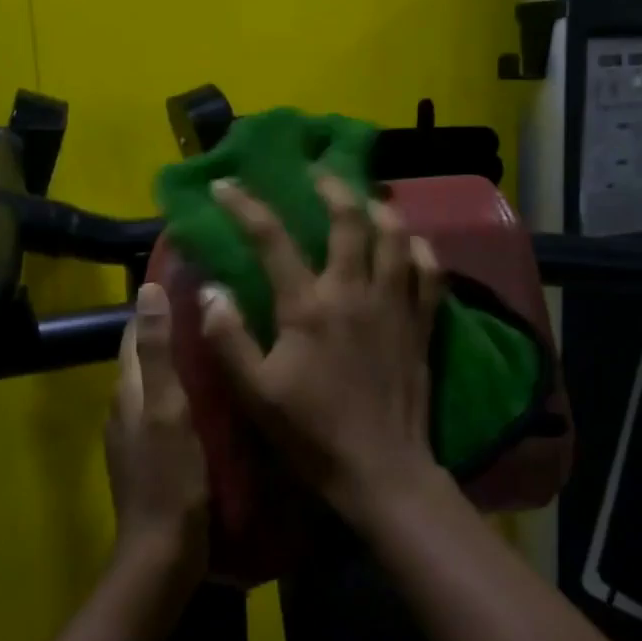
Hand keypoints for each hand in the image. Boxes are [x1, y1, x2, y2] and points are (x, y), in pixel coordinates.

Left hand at [105, 283, 208, 578]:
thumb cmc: (170, 476)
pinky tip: (218, 393)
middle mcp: (126, 406)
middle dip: (173, 329)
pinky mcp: (154, 455)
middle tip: (218, 308)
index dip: (157, 303)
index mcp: (127, 389)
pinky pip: (170, 408)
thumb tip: (146, 290)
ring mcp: (138, 434)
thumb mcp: (168, 408)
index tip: (191, 280)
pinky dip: (188, 391)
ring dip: (183, 361)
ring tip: (223, 342)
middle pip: (147, 355)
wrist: (164, 552)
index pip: (135, 332)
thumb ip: (158, 351)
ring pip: (159, 382)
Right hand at [199, 174, 444, 526]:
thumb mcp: (256, 392)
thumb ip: (229, 338)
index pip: (272, 240)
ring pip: (395, 236)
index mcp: (309, 306)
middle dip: (331, 186)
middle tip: (317, 171)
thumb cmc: (312, 434)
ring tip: (365, 197)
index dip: (245, 206)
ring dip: (379, 207)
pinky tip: (411, 243)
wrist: (381, 470)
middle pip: (348, 220)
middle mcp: (355, 292)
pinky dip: (420, 250)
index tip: (226, 185)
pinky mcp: (421, 323)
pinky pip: (430, 272)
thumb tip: (211, 288)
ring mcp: (395, 304)